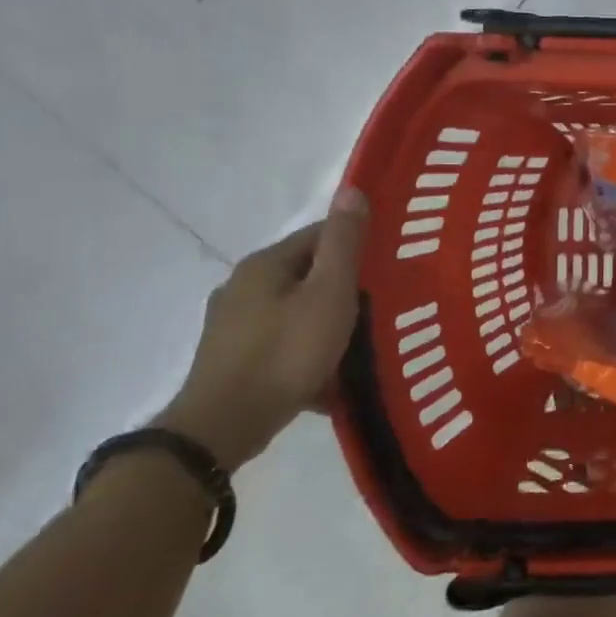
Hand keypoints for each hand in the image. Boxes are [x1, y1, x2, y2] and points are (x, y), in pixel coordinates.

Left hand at [160, 190, 368, 469]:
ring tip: (364, 344)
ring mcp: (234, 326)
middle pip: (309, 275)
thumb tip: (351, 189)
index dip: (358, 246)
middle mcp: (243, 287)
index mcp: (265, 264)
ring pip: (297, 312)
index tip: (391, 264)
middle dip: (346, 288)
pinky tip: (332, 377)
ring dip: (329, 323)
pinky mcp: (233, 360)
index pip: (320, 236)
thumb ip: (343, 243)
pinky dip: (310, 354)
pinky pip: (284, 345)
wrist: (224, 427)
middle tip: (385, 305)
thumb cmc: (286, 352)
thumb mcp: (329, 292)